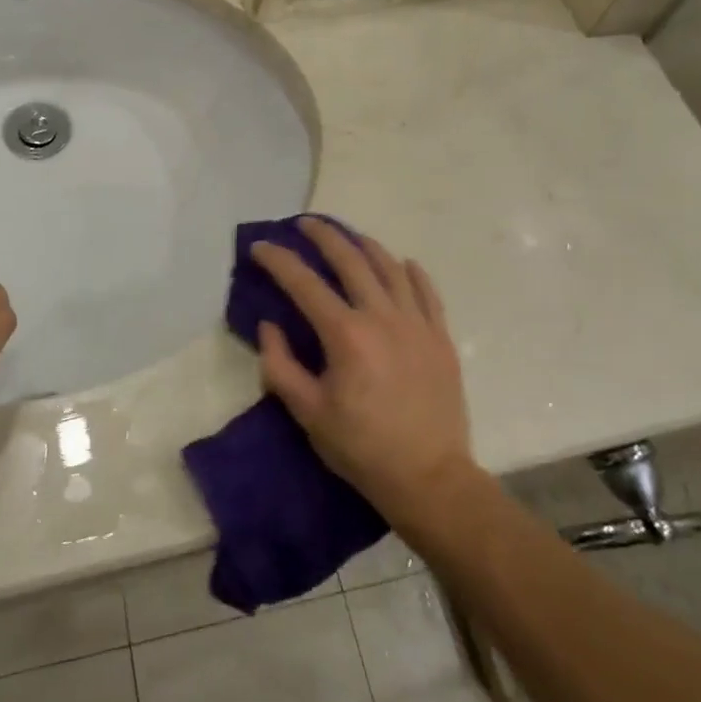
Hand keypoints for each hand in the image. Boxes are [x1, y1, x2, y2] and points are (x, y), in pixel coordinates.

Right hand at [253, 218, 472, 516]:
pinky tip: (402, 263)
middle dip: (323, 236)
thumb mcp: (308, 413)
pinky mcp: (440, 337)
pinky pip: (427, 292)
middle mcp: (382, 317)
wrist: (430, 478)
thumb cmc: (361, 447)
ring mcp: (416, 323)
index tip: (260, 246)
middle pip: (350, 260)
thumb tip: (269, 326)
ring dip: (365, 245)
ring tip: (349, 237)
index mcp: (345, 334)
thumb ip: (280, 365)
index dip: (278, 260)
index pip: (304, 283)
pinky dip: (412, 272)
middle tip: (305, 223)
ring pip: (390, 267)